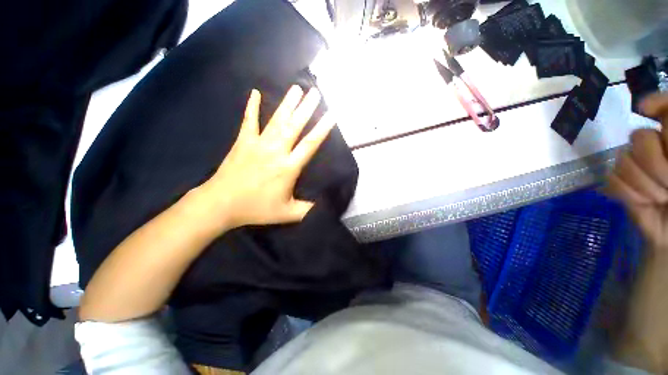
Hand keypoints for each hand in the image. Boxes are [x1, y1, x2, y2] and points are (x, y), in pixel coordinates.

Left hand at [199, 85, 334, 229]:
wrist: (221, 204)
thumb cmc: (256, 209)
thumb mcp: (287, 214)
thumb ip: (307, 209)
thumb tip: (323, 205)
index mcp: (288, 167)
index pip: (310, 144)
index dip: (322, 129)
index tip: (331, 114)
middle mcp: (275, 151)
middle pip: (294, 126)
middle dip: (307, 109)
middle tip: (316, 92)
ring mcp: (257, 144)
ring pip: (276, 120)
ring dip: (287, 104)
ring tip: (297, 88)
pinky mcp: (242, 142)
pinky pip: (248, 121)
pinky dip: (252, 107)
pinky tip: (255, 93)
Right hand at [607, 93, 667, 248]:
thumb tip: (643, 107)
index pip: (664, 108)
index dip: (658, 105)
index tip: (647, 112)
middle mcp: (654, 145)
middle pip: (638, 138)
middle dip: (655, 165)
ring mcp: (634, 164)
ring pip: (623, 161)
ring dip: (643, 184)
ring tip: (660, 198)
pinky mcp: (620, 183)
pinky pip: (612, 180)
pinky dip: (629, 193)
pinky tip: (643, 201)